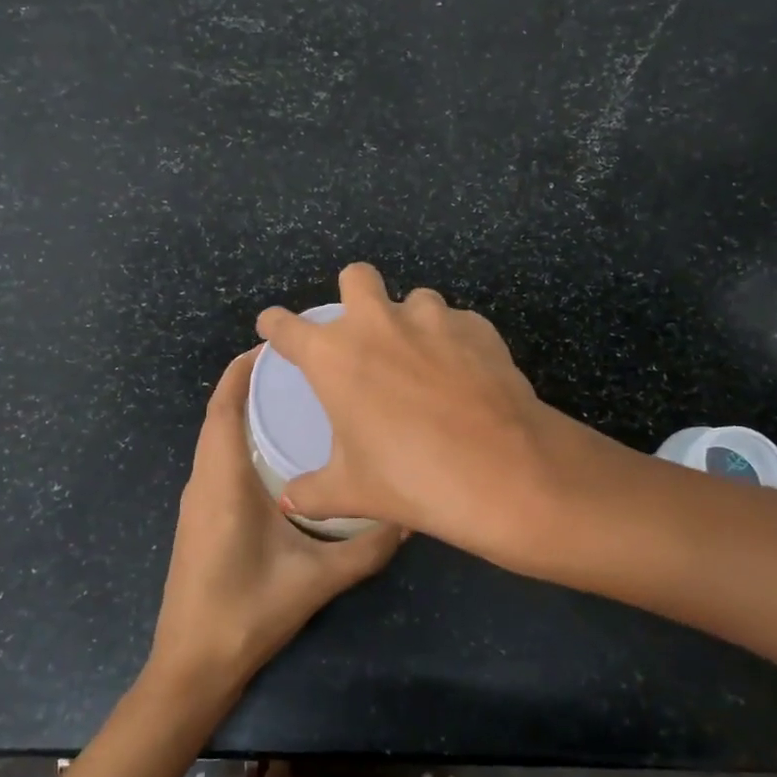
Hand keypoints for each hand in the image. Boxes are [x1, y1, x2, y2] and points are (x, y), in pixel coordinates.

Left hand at [146, 347, 404, 698]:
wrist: (193, 666)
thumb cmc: (247, 613)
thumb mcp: (317, 580)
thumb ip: (367, 547)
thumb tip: (409, 514)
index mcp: (223, 481)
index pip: (223, 407)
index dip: (241, 370)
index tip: (276, 345)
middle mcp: (204, 481)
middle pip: (220, 415)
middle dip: (251, 384)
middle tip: (301, 368)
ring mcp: (198, 501)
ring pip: (217, 438)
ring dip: (244, 411)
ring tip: (294, 400)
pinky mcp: (200, 518)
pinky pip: (218, 460)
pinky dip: (239, 439)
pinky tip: (278, 452)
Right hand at [254, 263, 577, 567]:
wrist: (503, 471)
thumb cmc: (411, 479)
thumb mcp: (352, 492)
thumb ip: (312, 491)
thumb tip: (290, 499)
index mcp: (334, 356)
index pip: (287, 327)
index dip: (275, 325)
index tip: (273, 327)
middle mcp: (379, 323)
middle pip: (356, 277)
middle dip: (353, 294)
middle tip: (363, 333)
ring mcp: (433, 318)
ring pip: (414, 299)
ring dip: (411, 323)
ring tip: (424, 364)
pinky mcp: (478, 326)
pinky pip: (457, 323)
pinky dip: (454, 342)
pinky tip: (464, 377)